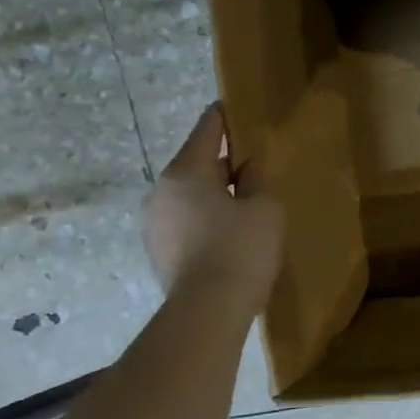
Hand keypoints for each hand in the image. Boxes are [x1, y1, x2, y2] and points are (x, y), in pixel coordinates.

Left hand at [144, 103, 284, 301]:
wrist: (208, 312)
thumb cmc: (241, 249)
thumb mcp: (265, 207)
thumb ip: (256, 180)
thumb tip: (246, 170)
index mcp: (186, 172)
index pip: (207, 130)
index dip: (225, 117)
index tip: (236, 107)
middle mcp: (161, 192)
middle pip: (197, 164)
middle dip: (224, 162)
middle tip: (255, 164)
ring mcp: (154, 224)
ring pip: (190, 196)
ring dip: (214, 194)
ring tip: (245, 203)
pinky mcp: (158, 252)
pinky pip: (186, 222)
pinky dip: (206, 220)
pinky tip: (230, 234)